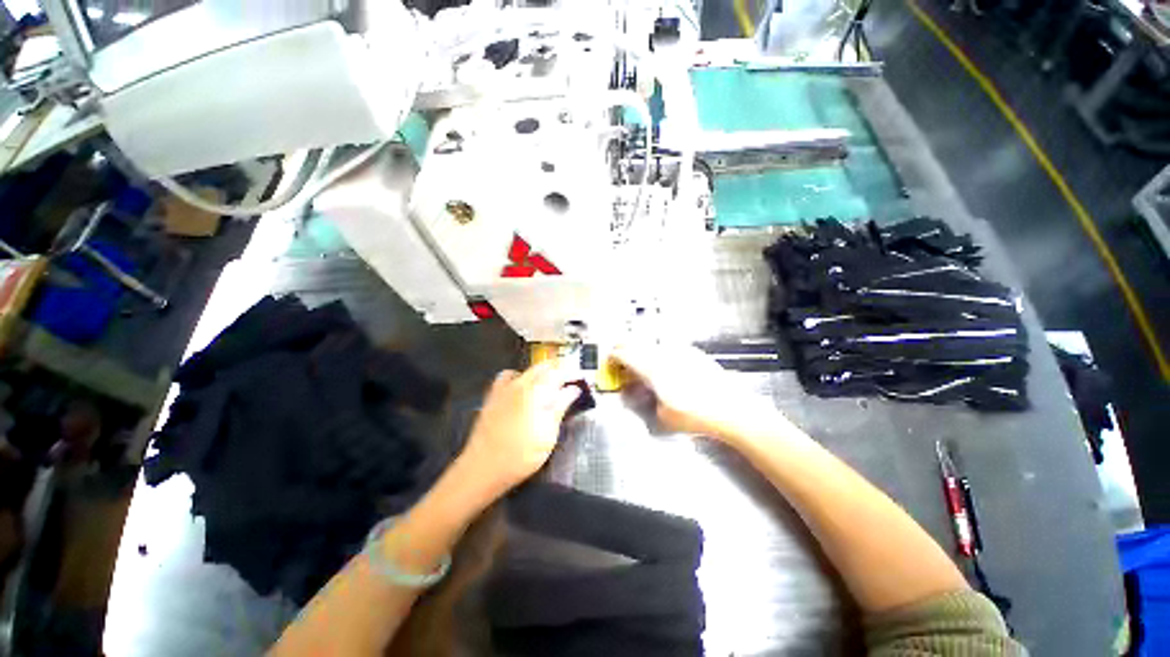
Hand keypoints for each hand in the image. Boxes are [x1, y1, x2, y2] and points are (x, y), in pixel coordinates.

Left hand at [455, 360, 581, 500]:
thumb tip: (573, 389)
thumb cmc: (521, 455)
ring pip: (526, 370)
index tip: (580, 383)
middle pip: (543, 367)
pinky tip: (521, 391)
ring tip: (547, 388)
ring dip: (540, 374)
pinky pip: (507, 377)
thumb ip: (561, 407)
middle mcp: (520, 384)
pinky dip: (518, 378)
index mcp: (536, 391)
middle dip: (558, 372)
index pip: (558, 373)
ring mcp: (504, 388)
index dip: (571, 375)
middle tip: (567, 387)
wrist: (483, 468)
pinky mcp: (493, 396)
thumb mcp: (548, 434)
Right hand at [611, 342, 777, 439]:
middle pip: (636, 342)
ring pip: (652, 342)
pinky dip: (658, 350)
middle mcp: (663, 354)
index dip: (613, 355)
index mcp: (653, 369)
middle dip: (623, 347)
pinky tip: (663, 361)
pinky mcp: (693, 352)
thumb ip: (648, 400)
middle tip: (618, 355)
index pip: (625, 354)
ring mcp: (679, 351)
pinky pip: (668, 346)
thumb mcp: (664, 416)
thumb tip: (644, 391)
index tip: (608, 360)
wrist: (732, 409)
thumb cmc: (695, 416)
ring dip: (640, 348)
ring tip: (639, 358)